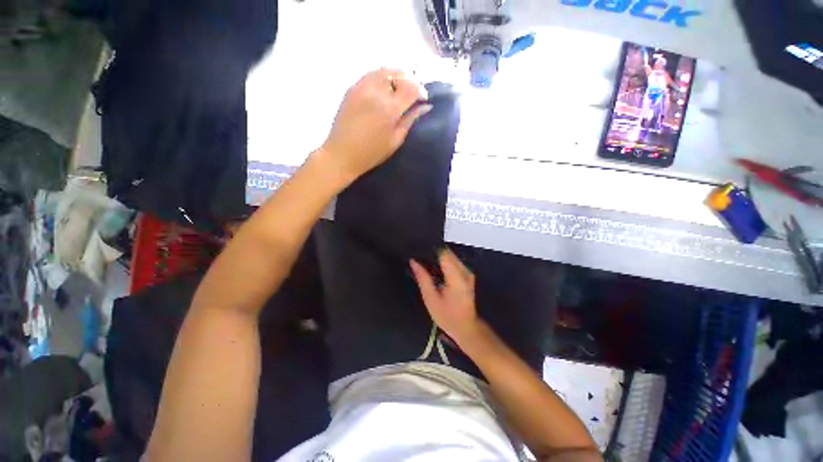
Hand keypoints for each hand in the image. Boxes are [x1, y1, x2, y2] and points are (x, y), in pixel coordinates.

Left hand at [319, 69, 429, 182]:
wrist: (341, 154)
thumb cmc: (371, 153)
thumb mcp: (395, 140)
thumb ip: (410, 120)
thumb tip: (425, 107)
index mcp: (390, 109)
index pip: (412, 87)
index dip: (421, 91)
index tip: (423, 100)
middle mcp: (376, 92)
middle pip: (399, 74)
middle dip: (409, 82)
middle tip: (412, 94)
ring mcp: (362, 87)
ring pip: (384, 71)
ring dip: (396, 77)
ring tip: (398, 90)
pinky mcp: (352, 88)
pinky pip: (371, 74)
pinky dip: (382, 77)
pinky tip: (383, 90)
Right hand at [410, 250, 481, 345]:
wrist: (466, 327)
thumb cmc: (447, 316)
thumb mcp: (431, 299)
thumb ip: (422, 278)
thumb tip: (413, 261)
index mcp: (456, 277)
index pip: (444, 253)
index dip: (431, 249)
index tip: (418, 249)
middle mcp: (465, 271)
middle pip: (448, 252)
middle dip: (433, 252)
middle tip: (418, 254)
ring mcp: (468, 272)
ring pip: (451, 256)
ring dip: (438, 256)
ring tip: (423, 260)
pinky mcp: (467, 274)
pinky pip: (454, 262)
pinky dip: (443, 262)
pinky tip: (434, 267)